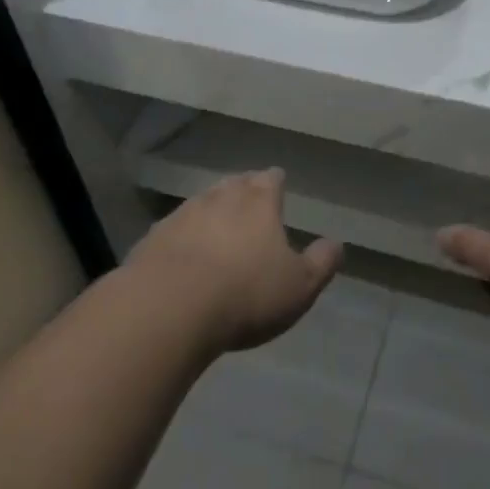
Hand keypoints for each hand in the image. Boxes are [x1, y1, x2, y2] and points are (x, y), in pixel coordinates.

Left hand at [130, 169, 342, 352]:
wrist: (169, 308)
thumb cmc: (245, 295)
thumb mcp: (299, 286)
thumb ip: (321, 263)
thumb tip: (337, 244)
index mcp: (259, 203)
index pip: (270, 180)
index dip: (275, 182)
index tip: (277, 183)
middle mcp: (221, 197)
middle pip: (235, 184)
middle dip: (243, 189)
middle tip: (248, 199)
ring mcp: (183, 215)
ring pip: (202, 202)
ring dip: (211, 210)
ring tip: (216, 223)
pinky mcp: (153, 238)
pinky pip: (174, 229)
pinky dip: (182, 235)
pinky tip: (182, 252)